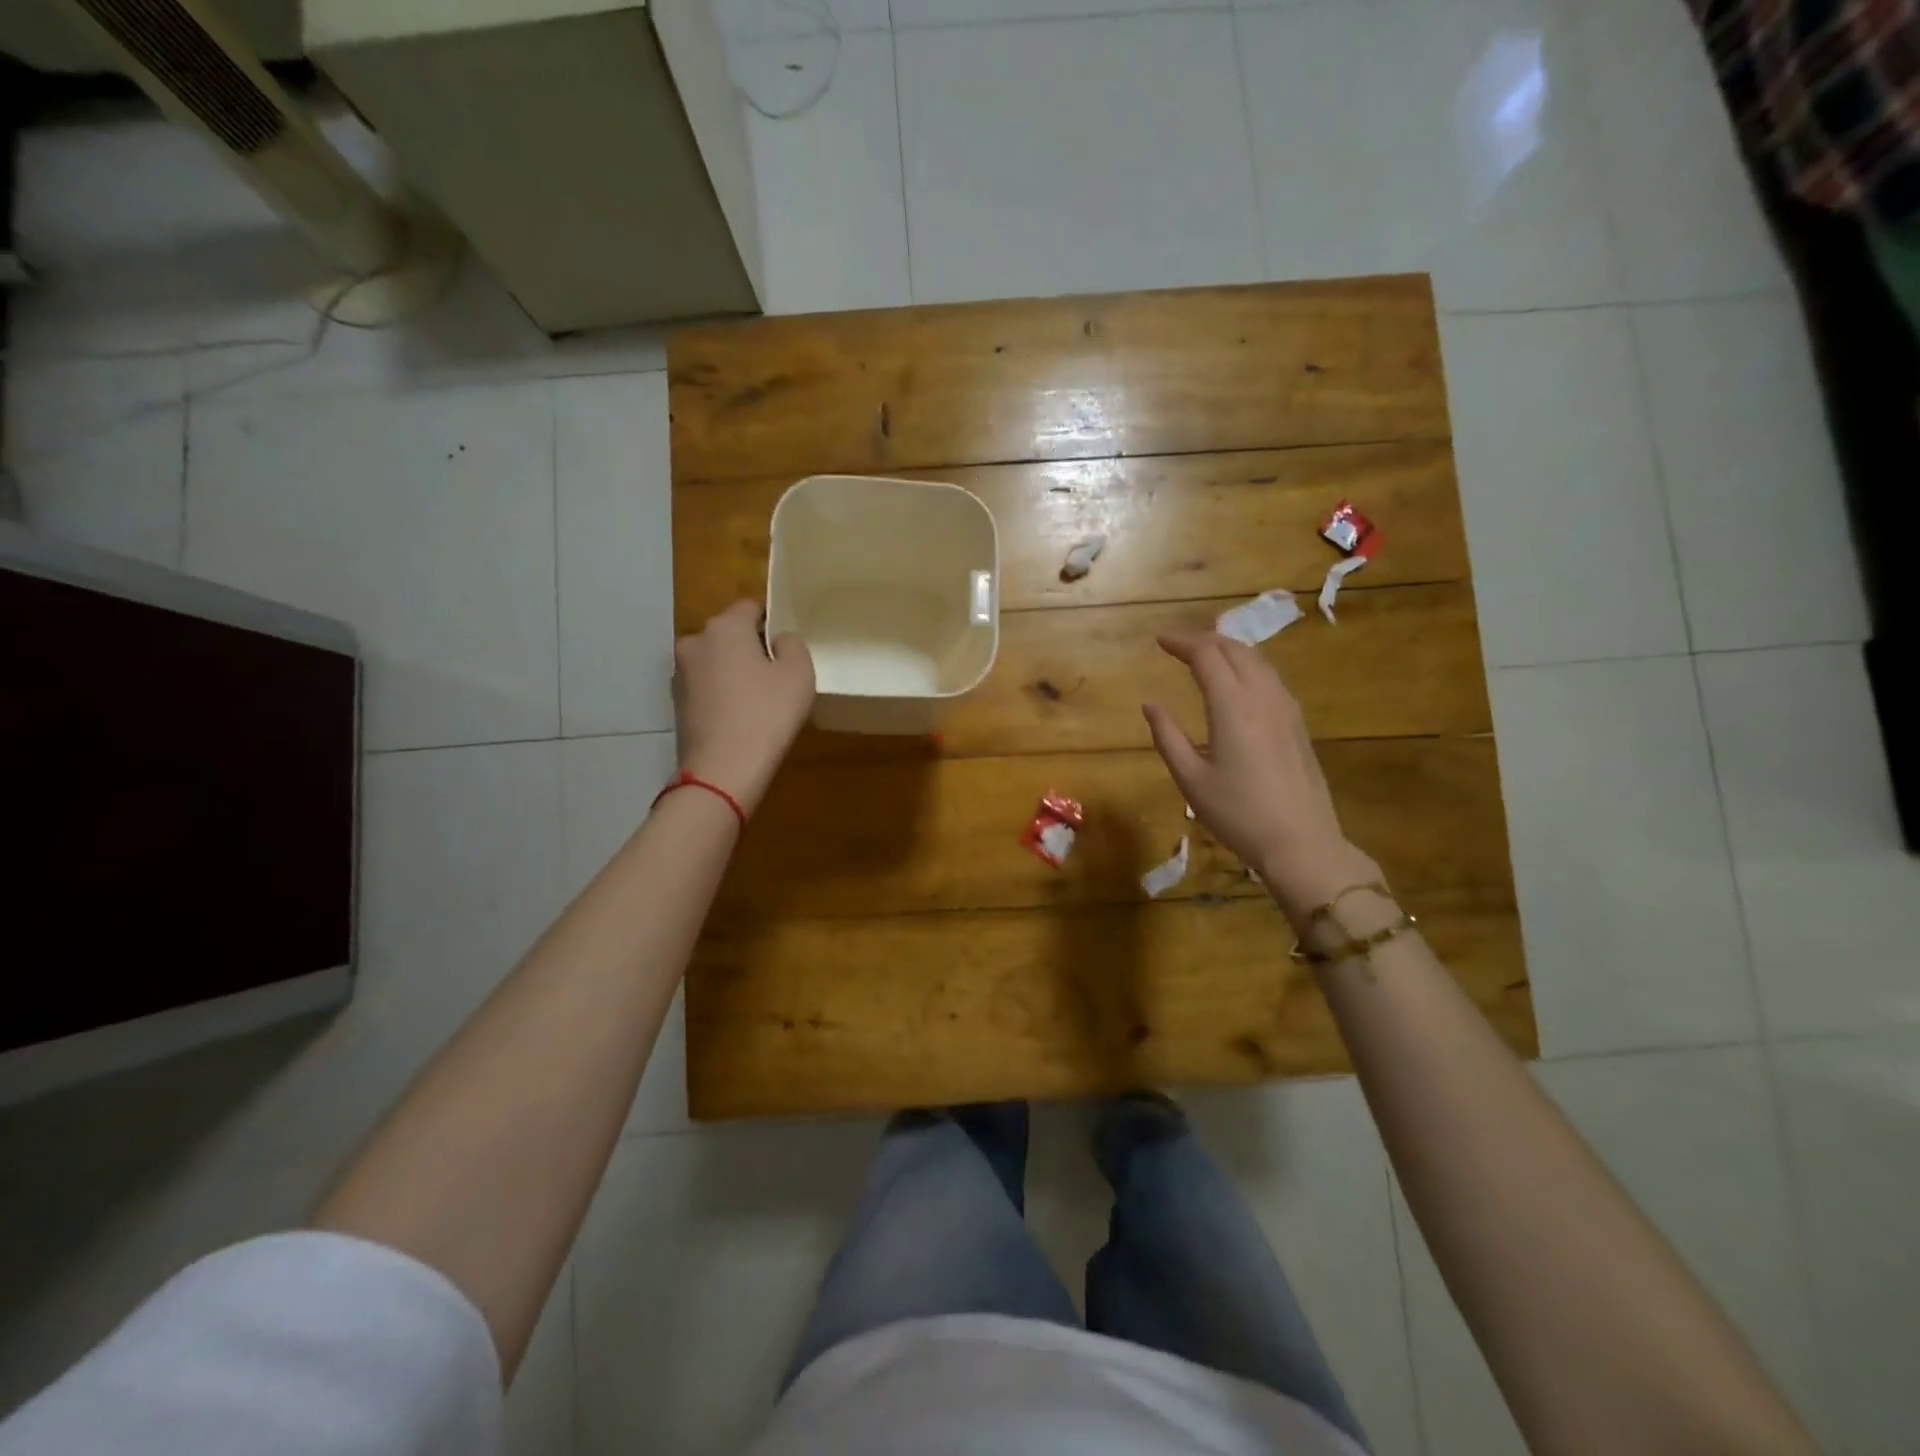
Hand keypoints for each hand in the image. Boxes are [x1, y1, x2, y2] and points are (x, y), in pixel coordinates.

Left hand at [673, 600, 814, 815]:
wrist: (723, 767)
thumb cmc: (767, 713)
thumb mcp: (799, 673)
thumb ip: (792, 644)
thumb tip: (778, 640)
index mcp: (725, 627)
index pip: (750, 607)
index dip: (771, 622)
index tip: (785, 647)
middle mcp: (695, 641)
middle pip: (729, 634)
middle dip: (749, 648)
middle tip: (774, 676)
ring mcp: (680, 673)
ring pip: (715, 662)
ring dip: (732, 672)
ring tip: (756, 700)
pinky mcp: (676, 703)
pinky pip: (706, 688)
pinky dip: (720, 695)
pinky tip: (737, 718)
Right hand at [1143, 631, 1379, 917]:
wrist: (1301, 843)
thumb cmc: (1238, 815)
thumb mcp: (1191, 780)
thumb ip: (1168, 737)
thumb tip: (1151, 705)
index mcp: (1233, 708)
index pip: (1207, 656)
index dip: (1182, 642)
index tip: (1160, 640)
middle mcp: (1263, 698)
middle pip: (1236, 649)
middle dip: (1205, 639)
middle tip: (1179, 644)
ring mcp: (1287, 709)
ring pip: (1258, 661)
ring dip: (1229, 649)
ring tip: (1206, 654)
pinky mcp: (1298, 724)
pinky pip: (1271, 678)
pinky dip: (1248, 666)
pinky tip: (1238, 682)